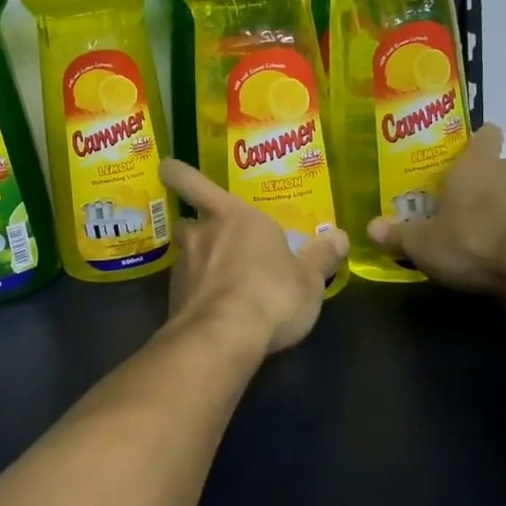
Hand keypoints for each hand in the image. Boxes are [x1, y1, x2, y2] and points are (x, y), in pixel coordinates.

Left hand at [159, 159, 348, 356]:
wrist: (223, 337)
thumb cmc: (271, 294)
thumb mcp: (309, 279)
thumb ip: (321, 257)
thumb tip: (339, 237)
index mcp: (233, 217)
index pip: (195, 183)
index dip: (178, 173)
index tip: (166, 167)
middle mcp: (203, 235)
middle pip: (188, 223)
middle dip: (197, 229)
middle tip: (213, 240)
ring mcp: (184, 269)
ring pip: (186, 257)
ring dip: (199, 264)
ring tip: (223, 282)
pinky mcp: (175, 300)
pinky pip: (187, 289)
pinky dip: (198, 295)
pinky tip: (216, 311)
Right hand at [368, 124, 505, 292]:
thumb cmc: (472, 239)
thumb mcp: (422, 242)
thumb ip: (397, 234)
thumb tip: (371, 228)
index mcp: (476, 162)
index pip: (484, 133)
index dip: (472, 140)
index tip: (454, 153)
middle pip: (490, 166)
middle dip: (472, 180)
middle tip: (445, 199)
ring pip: (505, 193)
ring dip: (489, 206)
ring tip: (464, 228)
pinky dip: (504, 229)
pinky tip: (487, 250)